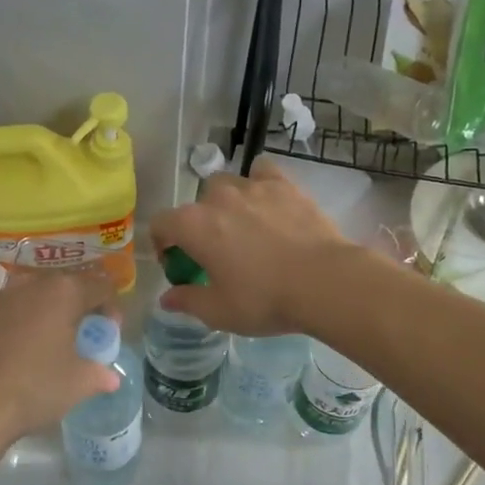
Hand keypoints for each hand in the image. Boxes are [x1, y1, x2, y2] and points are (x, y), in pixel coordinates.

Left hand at [0, 267, 121, 441]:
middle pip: (65, 287)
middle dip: (79, 307)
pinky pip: (9, 313)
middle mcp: (30, 285)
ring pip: (33, 297)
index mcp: (63, 292)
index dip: (111, 308)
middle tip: (83, 336)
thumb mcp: (79, 384)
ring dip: (47, 313)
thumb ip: (99, 374)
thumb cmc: (34, 387)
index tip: (110, 332)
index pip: (99, 287)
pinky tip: (19, 353)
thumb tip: (110, 376)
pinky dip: (21, 325)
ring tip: (50, 343)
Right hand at [148, 163, 356, 334]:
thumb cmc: (264, 299)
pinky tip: (268, 203)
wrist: (324, 281)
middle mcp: (218, 198)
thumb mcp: (219, 311)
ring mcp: (253, 187)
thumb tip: (167, 297)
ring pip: (227, 185)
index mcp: (193, 226)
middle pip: (195, 204)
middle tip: (216, 253)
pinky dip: (259, 184)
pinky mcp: (285, 185)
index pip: (160, 224)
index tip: (178, 265)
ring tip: (244, 228)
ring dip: (227, 204)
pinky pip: (262, 172)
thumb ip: (188, 301)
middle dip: (199, 226)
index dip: (163, 244)